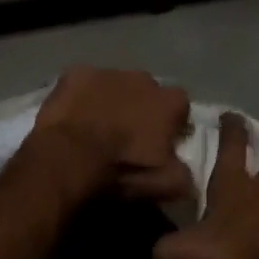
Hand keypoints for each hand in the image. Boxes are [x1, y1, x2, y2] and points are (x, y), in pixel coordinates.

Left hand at [30, 67, 193, 200]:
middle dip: (140, 109)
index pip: (181, 108)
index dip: (171, 125)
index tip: (160, 143)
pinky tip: (71, 117)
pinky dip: (80, 98)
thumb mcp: (166, 185)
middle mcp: (145, 79)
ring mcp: (108, 72)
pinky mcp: (76, 73)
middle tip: (125, 136)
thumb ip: (185, 176)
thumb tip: (188, 176)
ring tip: (95, 128)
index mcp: (171, 103)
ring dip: (110, 101)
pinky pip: (82, 84)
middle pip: (147, 93)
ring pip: (114, 85)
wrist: (69, 157)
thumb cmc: (122, 169)